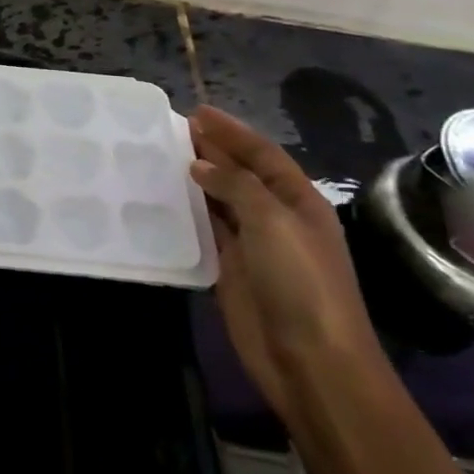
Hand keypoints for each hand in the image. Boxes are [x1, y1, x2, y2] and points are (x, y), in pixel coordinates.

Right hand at [188, 106, 386, 426]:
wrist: (310, 361)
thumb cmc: (301, 283)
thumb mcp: (273, 222)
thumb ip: (236, 185)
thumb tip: (200, 164)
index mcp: (299, 202)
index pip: (263, 155)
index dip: (233, 132)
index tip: (197, 112)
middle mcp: (278, 219)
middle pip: (241, 174)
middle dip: (213, 150)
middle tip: (172, 129)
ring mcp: (255, 246)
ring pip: (221, 200)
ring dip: (197, 178)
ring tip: (162, 156)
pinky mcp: (231, 269)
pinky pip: (207, 230)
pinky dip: (188, 212)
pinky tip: (165, 199)